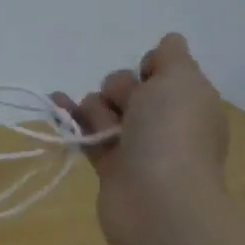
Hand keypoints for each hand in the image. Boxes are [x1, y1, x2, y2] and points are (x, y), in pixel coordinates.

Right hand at [55, 34, 228, 244]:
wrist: (158, 202)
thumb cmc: (172, 134)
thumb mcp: (181, 79)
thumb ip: (171, 56)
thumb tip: (169, 42)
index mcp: (189, 101)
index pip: (162, 69)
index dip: (150, 67)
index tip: (149, 76)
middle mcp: (164, 121)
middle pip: (127, 86)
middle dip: (119, 89)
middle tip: (130, 110)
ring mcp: (136, 145)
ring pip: (103, 108)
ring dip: (96, 109)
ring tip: (105, 130)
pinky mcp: (109, 165)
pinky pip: (84, 131)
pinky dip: (69, 118)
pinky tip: (54, 103)